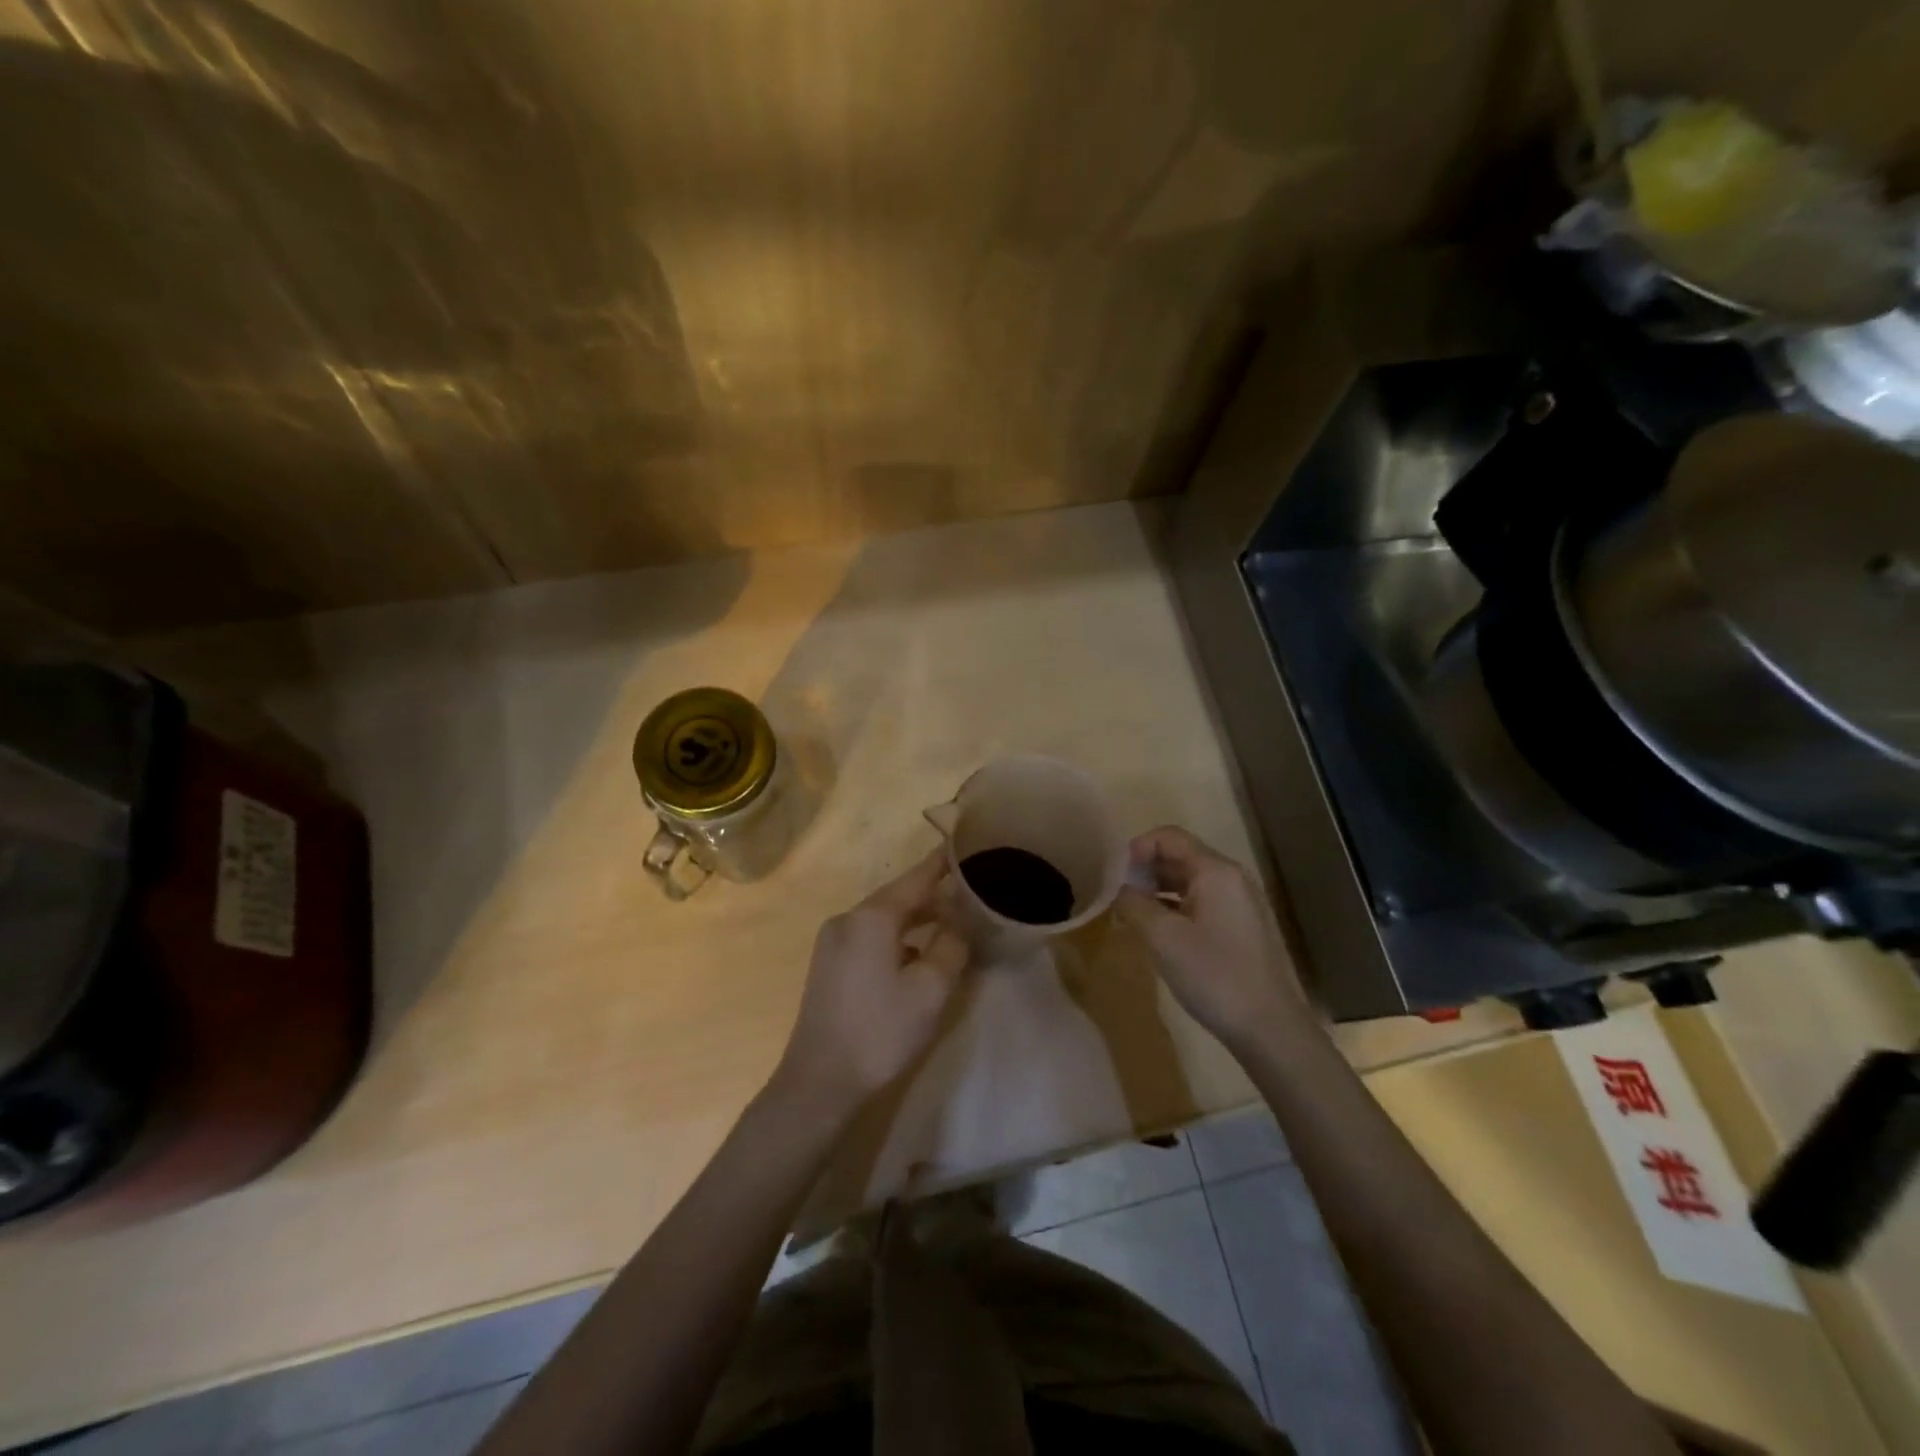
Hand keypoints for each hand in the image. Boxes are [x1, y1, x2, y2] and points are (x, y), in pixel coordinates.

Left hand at [775, 851, 969, 1112]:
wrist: (819, 1083)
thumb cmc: (880, 1031)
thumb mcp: (930, 989)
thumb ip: (951, 946)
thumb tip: (960, 922)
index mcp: (872, 917)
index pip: (916, 878)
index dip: (943, 863)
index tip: (966, 845)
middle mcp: (848, 919)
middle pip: (899, 897)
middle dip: (934, 896)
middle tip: (971, 895)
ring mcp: (833, 942)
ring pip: (884, 919)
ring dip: (917, 920)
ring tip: (952, 925)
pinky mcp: (829, 965)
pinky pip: (870, 938)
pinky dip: (898, 939)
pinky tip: (917, 958)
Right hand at [1115, 825, 1308, 1051]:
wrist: (1269, 1029)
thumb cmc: (1214, 975)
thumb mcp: (1162, 938)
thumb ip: (1133, 904)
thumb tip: (1118, 889)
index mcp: (1215, 870)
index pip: (1168, 836)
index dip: (1135, 848)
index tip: (1112, 876)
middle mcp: (1231, 878)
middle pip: (1179, 856)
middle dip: (1143, 870)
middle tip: (1115, 896)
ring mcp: (1239, 903)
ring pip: (1188, 881)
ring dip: (1156, 890)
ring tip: (1129, 914)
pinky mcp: (1241, 927)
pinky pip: (1200, 902)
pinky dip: (1174, 908)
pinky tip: (1156, 932)